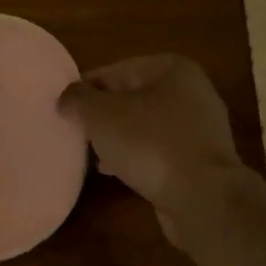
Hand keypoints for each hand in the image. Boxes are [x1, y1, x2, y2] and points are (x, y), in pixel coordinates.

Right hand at [58, 54, 252, 242]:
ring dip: (118, 138)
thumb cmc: (149, 143)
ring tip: (92, 156)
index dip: (85, 90)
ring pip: (144, 126)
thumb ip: (77, 99)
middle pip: (130, 98)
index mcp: (171, 69)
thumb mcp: (101, 115)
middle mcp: (191, 91)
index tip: (64, 110)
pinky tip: (116, 172)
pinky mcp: (200, 158)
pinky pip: (159, 150)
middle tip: (77, 133)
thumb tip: (67, 98)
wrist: (202, 196)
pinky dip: (137, 156)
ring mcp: (200, 127)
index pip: (114, 71)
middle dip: (102, 116)